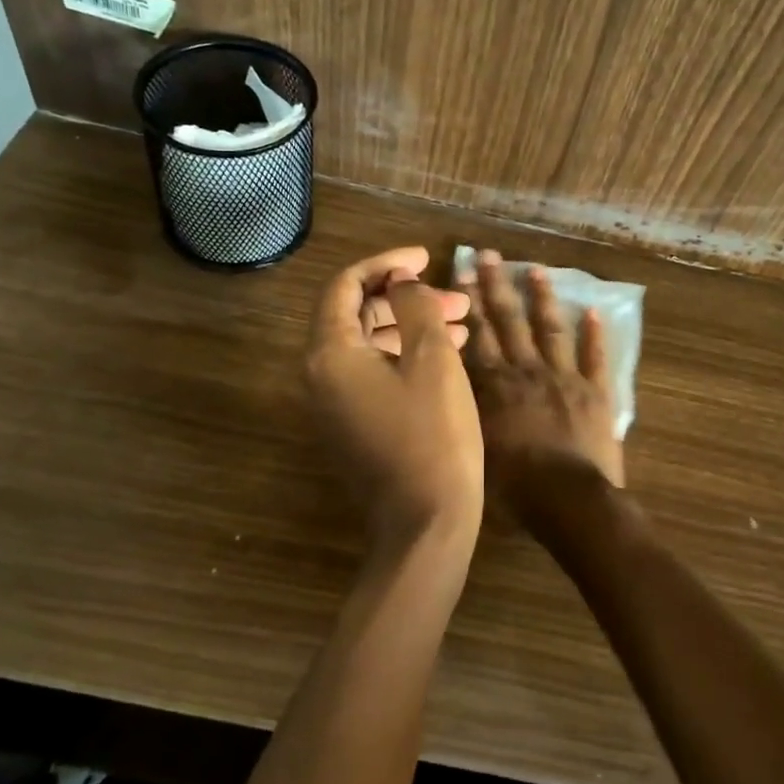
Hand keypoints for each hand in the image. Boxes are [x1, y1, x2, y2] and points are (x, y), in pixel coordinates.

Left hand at [306, 247, 482, 551]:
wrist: (426, 526)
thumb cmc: (434, 435)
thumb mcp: (432, 358)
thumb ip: (414, 306)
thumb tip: (401, 281)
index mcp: (331, 354)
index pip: (346, 286)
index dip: (386, 263)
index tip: (426, 257)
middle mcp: (322, 376)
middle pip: (357, 314)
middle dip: (406, 298)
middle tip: (454, 298)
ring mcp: (336, 404)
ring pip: (370, 344)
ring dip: (411, 326)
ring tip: (462, 323)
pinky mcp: (354, 425)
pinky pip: (375, 373)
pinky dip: (406, 356)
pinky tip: (448, 354)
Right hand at [458, 249, 624, 523]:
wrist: (568, 501)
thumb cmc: (515, 487)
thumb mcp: (474, 448)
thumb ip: (466, 410)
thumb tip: (452, 382)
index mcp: (496, 386)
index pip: (478, 335)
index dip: (470, 303)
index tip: (464, 273)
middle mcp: (527, 371)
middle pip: (509, 321)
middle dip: (497, 286)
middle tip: (490, 254)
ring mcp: (565, 378)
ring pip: (551, 329)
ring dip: (543, 298)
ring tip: (536, 270)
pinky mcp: (595, 392)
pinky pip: (595, 357)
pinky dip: (595, 334)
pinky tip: (593, 310)